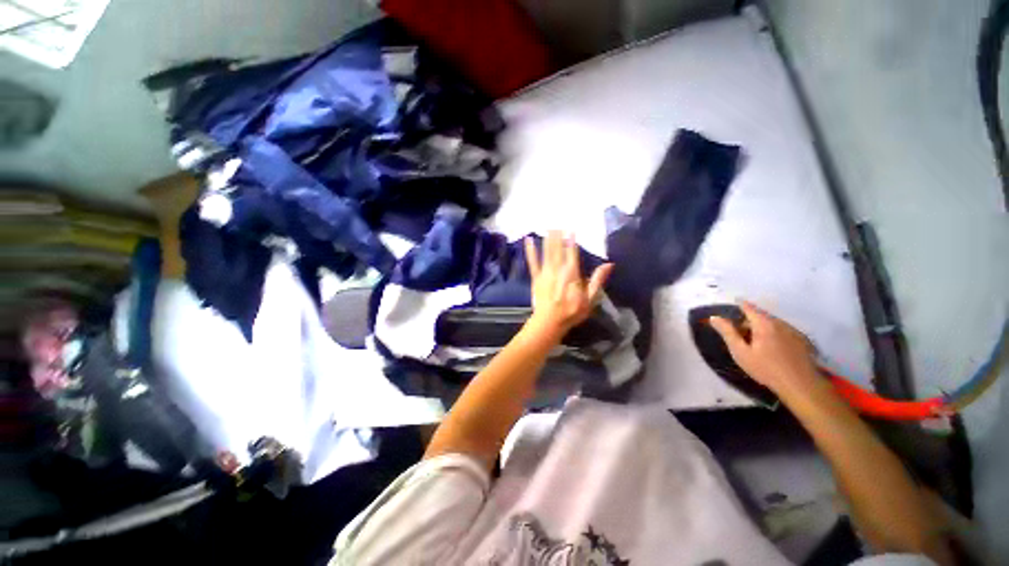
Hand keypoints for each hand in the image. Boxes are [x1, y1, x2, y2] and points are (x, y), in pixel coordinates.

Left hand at [524, 231, 613, 339]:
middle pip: (558, 250)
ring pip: (547, 253)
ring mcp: (545, 273)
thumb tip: (609, 264)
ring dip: (547, 239)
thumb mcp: (590, 299)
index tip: (571, 228)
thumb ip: (598, 280)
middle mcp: (558, 270)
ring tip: (548, 226)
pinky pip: (533, 263)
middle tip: (557, 222)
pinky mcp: (536, 278)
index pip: (572, 253)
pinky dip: (530, 252)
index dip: (571, 240)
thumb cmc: (572, 311)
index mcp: (572, 274)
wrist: (550, 322)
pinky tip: (528, 241)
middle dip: (558, 236)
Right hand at [709, 301, 821, 396]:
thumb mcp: (741, 352)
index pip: (749, 308)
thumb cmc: (766, 369)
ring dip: (763, 328)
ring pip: (773, 324)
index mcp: (764, 324)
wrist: (801, 385)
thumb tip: (714, 317)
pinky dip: (775, 334)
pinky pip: (784, 331)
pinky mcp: (803, 341)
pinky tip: (773, 349)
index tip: (734, 302)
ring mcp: (794, 331)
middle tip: (740, 333)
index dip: (740, 304)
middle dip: (750, 321)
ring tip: (756, 342)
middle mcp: (780, 323)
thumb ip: (728, 333)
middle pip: (761, 316)